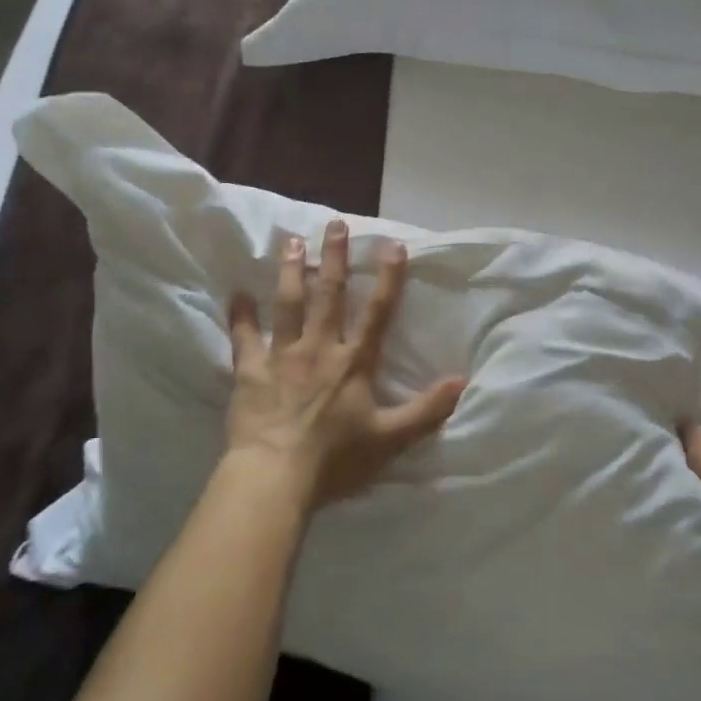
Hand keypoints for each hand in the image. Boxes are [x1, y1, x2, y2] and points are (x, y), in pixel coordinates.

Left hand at [226, 220, 465, 509]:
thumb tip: (463, 381)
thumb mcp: (391, 438)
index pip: (377, 312)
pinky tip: (237, 293)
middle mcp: (319, 348)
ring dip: (291, 271)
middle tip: (335, 224)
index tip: (393, 245)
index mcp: (354, 362)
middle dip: (334, 258)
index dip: (388, 278)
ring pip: (288, 304)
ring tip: (291, 242)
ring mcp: (282, 356)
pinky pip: (243, 337)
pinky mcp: (251, 370)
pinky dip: (240, 315)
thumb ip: (427, 409)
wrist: (277, 475)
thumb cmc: (336, 458)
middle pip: (329, 295)